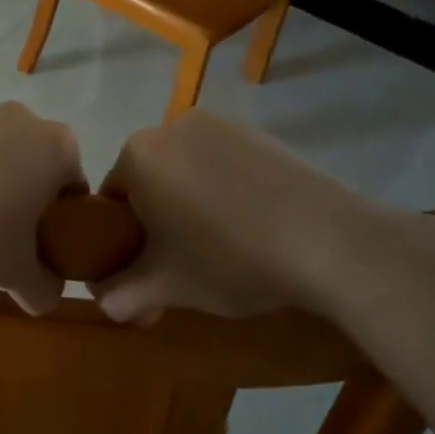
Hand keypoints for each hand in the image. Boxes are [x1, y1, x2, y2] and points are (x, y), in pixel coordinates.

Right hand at [91, 111, 397, 324]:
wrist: (330, 243)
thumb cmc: (229, 259)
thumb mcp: (169, 286)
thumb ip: (126, 293)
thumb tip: (104, 306)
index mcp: (138, 156)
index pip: (111, 197)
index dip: (120, 235)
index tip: (141, 264)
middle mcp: (174, 128)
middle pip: (150, 178)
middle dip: (158, 216)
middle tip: (180, 260)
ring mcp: (223, 127)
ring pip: (189, 170)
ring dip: (193, 201)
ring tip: (222, 244)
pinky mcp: (263, 135)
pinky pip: (227, 164)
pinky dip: (228, 189)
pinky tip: (252, 224)